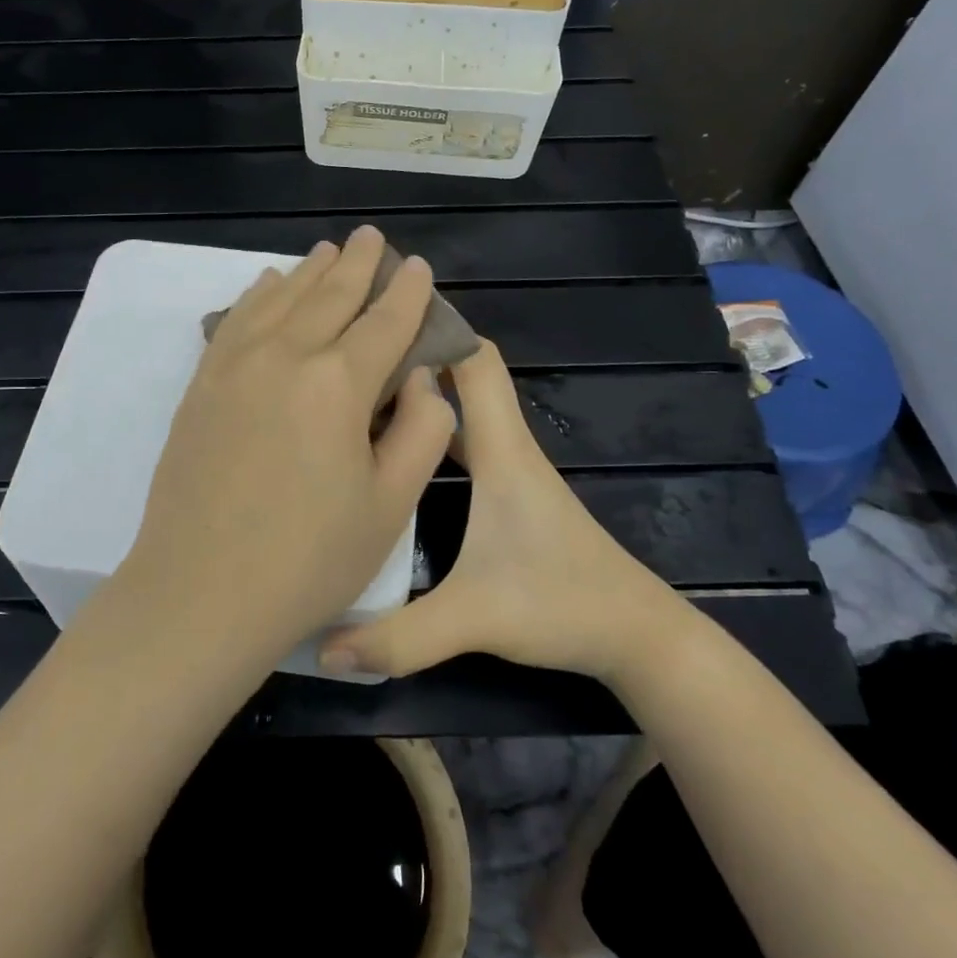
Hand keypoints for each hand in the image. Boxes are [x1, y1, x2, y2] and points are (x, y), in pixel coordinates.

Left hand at [123, 225, 457, 665]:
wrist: (200, 592)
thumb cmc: (308, 560)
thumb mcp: (391, 505)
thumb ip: (421, 431)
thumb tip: (423, 380)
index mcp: (340, 383)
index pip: (385, 322)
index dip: (408, 293)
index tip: (419, 267)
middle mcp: (285, 356)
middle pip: (330, 295)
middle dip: (357, 263)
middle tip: (372, 238)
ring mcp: (235, 365)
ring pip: (281, 298)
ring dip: (310, 271)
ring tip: (328, 251)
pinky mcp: (203, 383)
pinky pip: (235, 319)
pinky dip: (258, 295)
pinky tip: (269, 284)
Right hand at [319, 341, 684, 682]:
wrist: (636, 635)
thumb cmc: (561, 605)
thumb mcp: (473, 620)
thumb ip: (397, 637)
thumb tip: (321, 647)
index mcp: (502, 451)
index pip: (473, 361)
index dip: (436, 326)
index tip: (381, 309)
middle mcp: (507, 446)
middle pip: (464, 372)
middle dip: (417, 349)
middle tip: (355, 343)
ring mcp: (512, 468)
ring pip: (464, 406)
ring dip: (424, 388)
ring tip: (364, 386)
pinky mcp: (511, 491)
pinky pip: (467, 438)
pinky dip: (435, 426)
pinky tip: (398, 443)